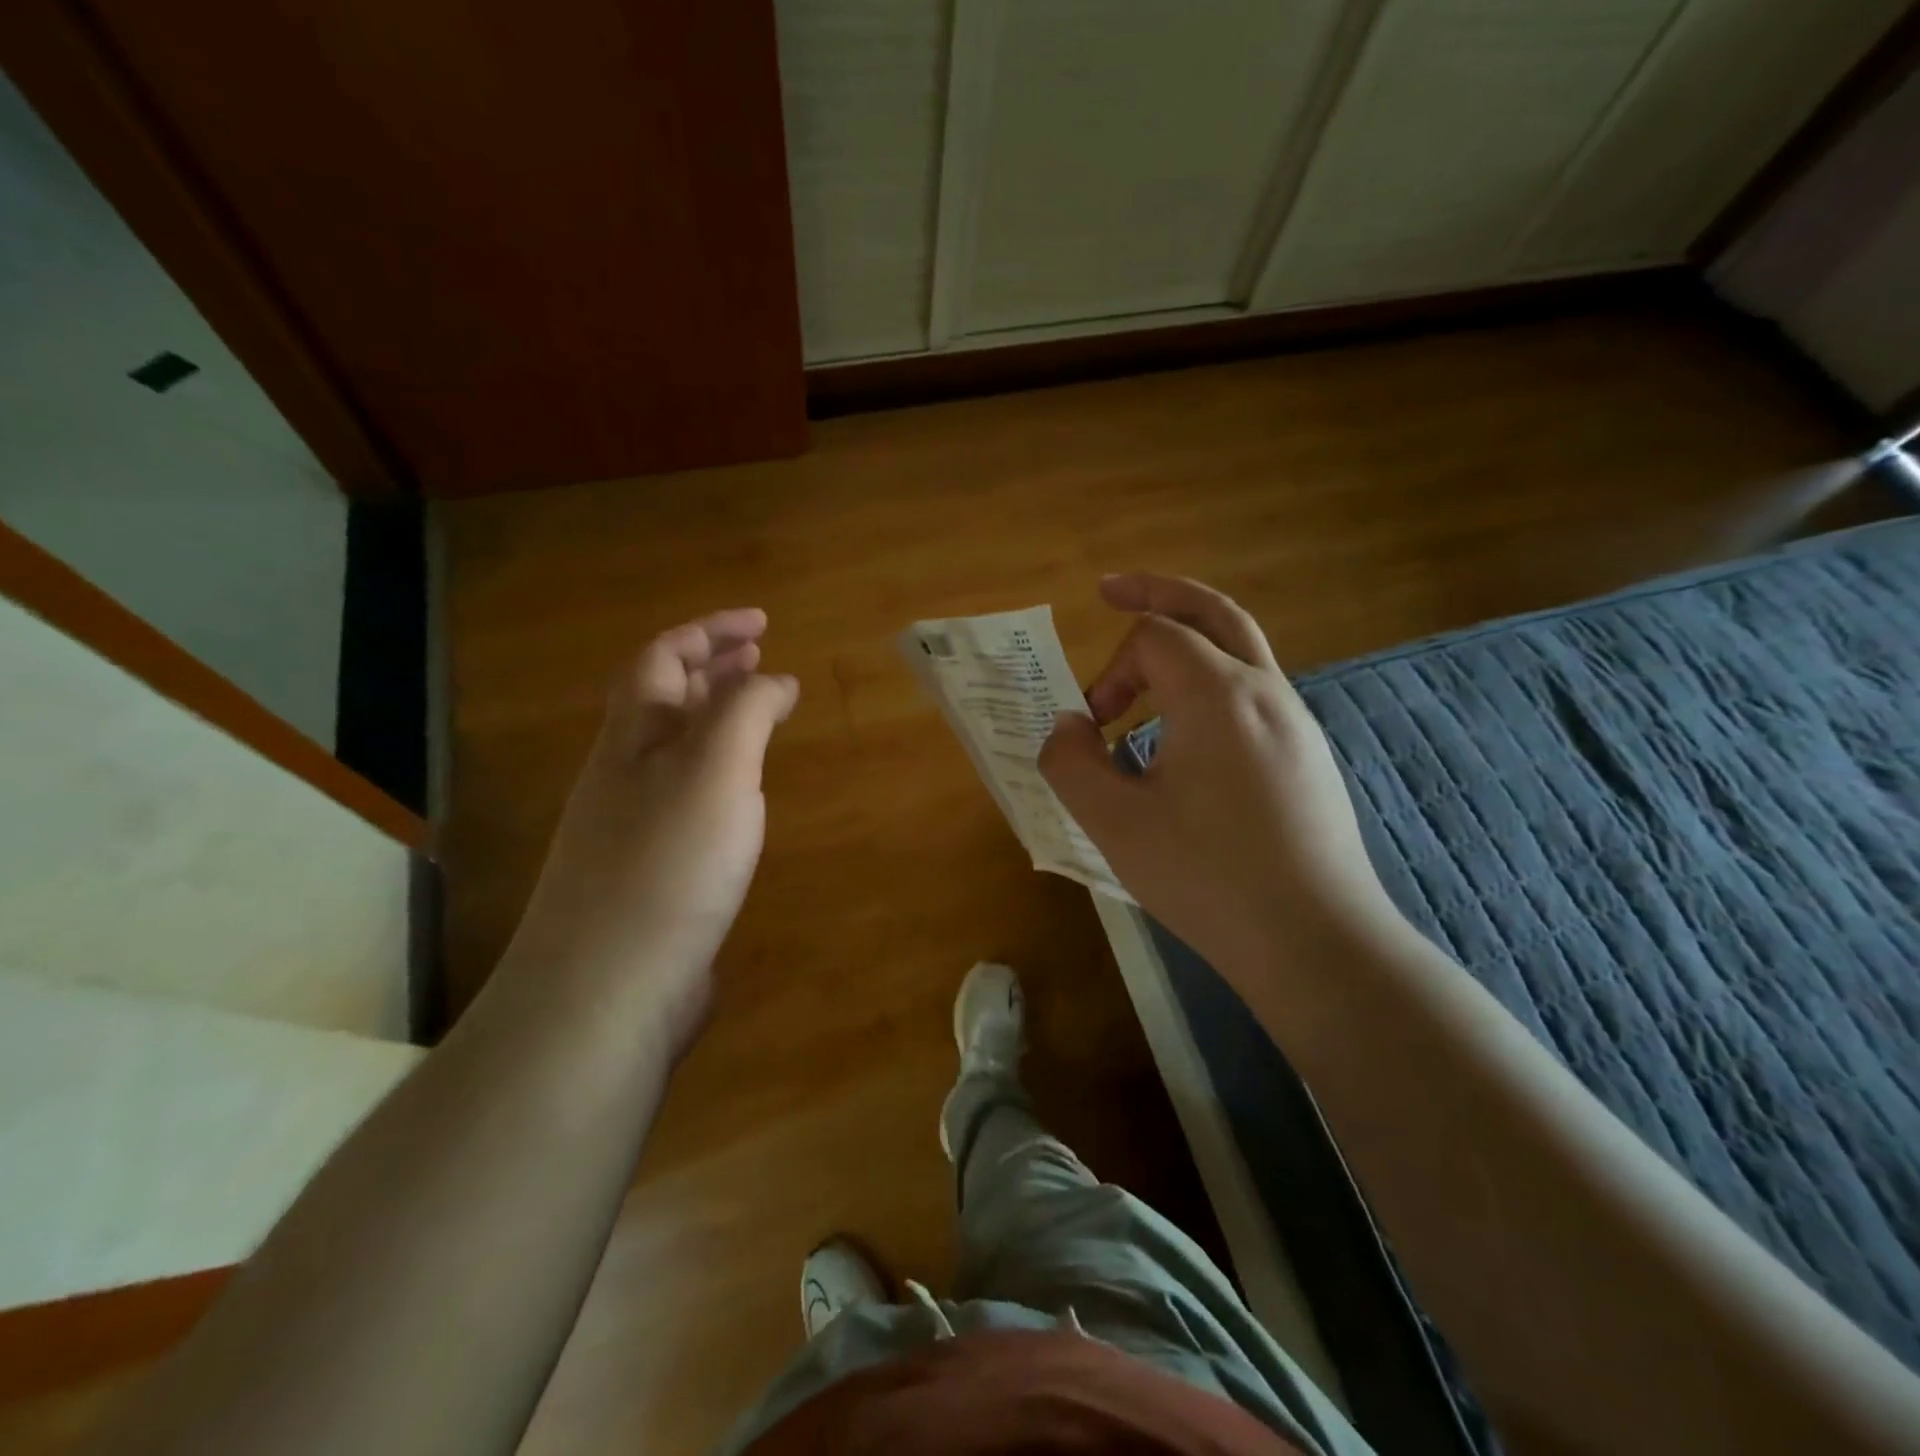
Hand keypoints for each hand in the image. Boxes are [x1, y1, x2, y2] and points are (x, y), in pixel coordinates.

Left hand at [503, 609, 797, 1056]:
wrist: (607, 987)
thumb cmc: (668, 862)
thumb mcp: (717, 768)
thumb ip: (747, 711)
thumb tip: (774, 679)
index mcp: (635, 736)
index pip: (664, 657)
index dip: (710, 630)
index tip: (763, 624)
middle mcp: (624, 771)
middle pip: (664, 699)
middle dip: (713, 668)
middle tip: (760, 656)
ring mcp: (632, 823)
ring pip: (675, 749)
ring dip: (716, 718)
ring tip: (759, 712)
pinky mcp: (650, 869)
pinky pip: (686, 795)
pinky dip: (719, 773)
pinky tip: (742, 794)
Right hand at [1040, 574, 1397, 978]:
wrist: (1315, 940)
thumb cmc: (1208, 878)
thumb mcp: (1114, 824)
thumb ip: (1072, 762)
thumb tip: (1068, 726)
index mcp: (1217, 695)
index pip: (1152, 637)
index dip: (1108, 673)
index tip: (1094, 729)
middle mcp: (1264, 691)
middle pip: (1211, 611)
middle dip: (1157, 593)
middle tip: (1112, 590)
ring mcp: (1296, 722)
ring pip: (1240, 648)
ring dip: (1187, 643)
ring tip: (1145, 673)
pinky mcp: (1307, 755)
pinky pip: (1253, 693)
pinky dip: (1210, 684)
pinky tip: (1188, 735)